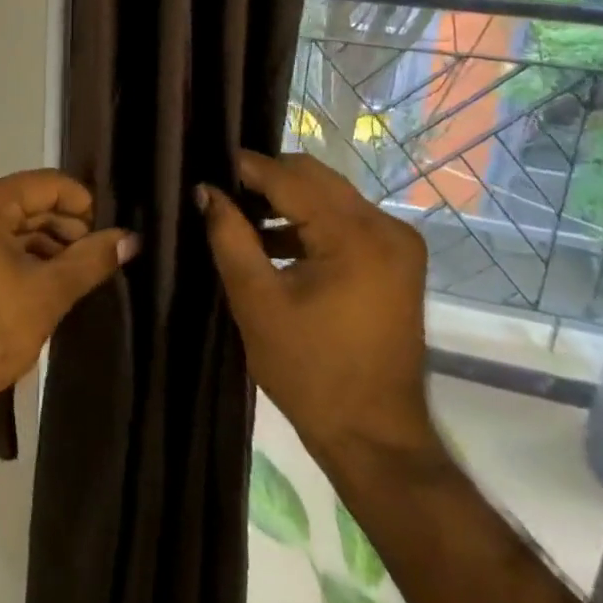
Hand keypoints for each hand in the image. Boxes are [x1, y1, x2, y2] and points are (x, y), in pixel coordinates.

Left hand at [0, 170, 139, 418]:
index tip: (110, 235)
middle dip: (66, 228)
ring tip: (81, 271)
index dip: (83, 206)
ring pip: (15, 221)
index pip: (46, 185)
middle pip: (30, 201)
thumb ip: (91, 259)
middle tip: (99, 258)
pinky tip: (52, 276)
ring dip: (48, 243)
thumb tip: (131, 239)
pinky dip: (24, 252)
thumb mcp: (48, 293)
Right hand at [198, 150, 436, 465]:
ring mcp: (396, 244)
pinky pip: (343, 220)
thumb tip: (205, 189)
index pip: (290, 178)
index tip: (206, 165)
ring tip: (240, 216)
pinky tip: (272, 241)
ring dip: (286, 200)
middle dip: (266, 180)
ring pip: (328, 195)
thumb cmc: (309, 371)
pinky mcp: (396, 261)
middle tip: (221, 192)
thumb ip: (229, 236)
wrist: (374, 437)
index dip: (245, 168)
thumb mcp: (256, 300)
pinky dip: (308, 222)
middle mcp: (386, 227)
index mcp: (355, 236)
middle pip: (314, 178)